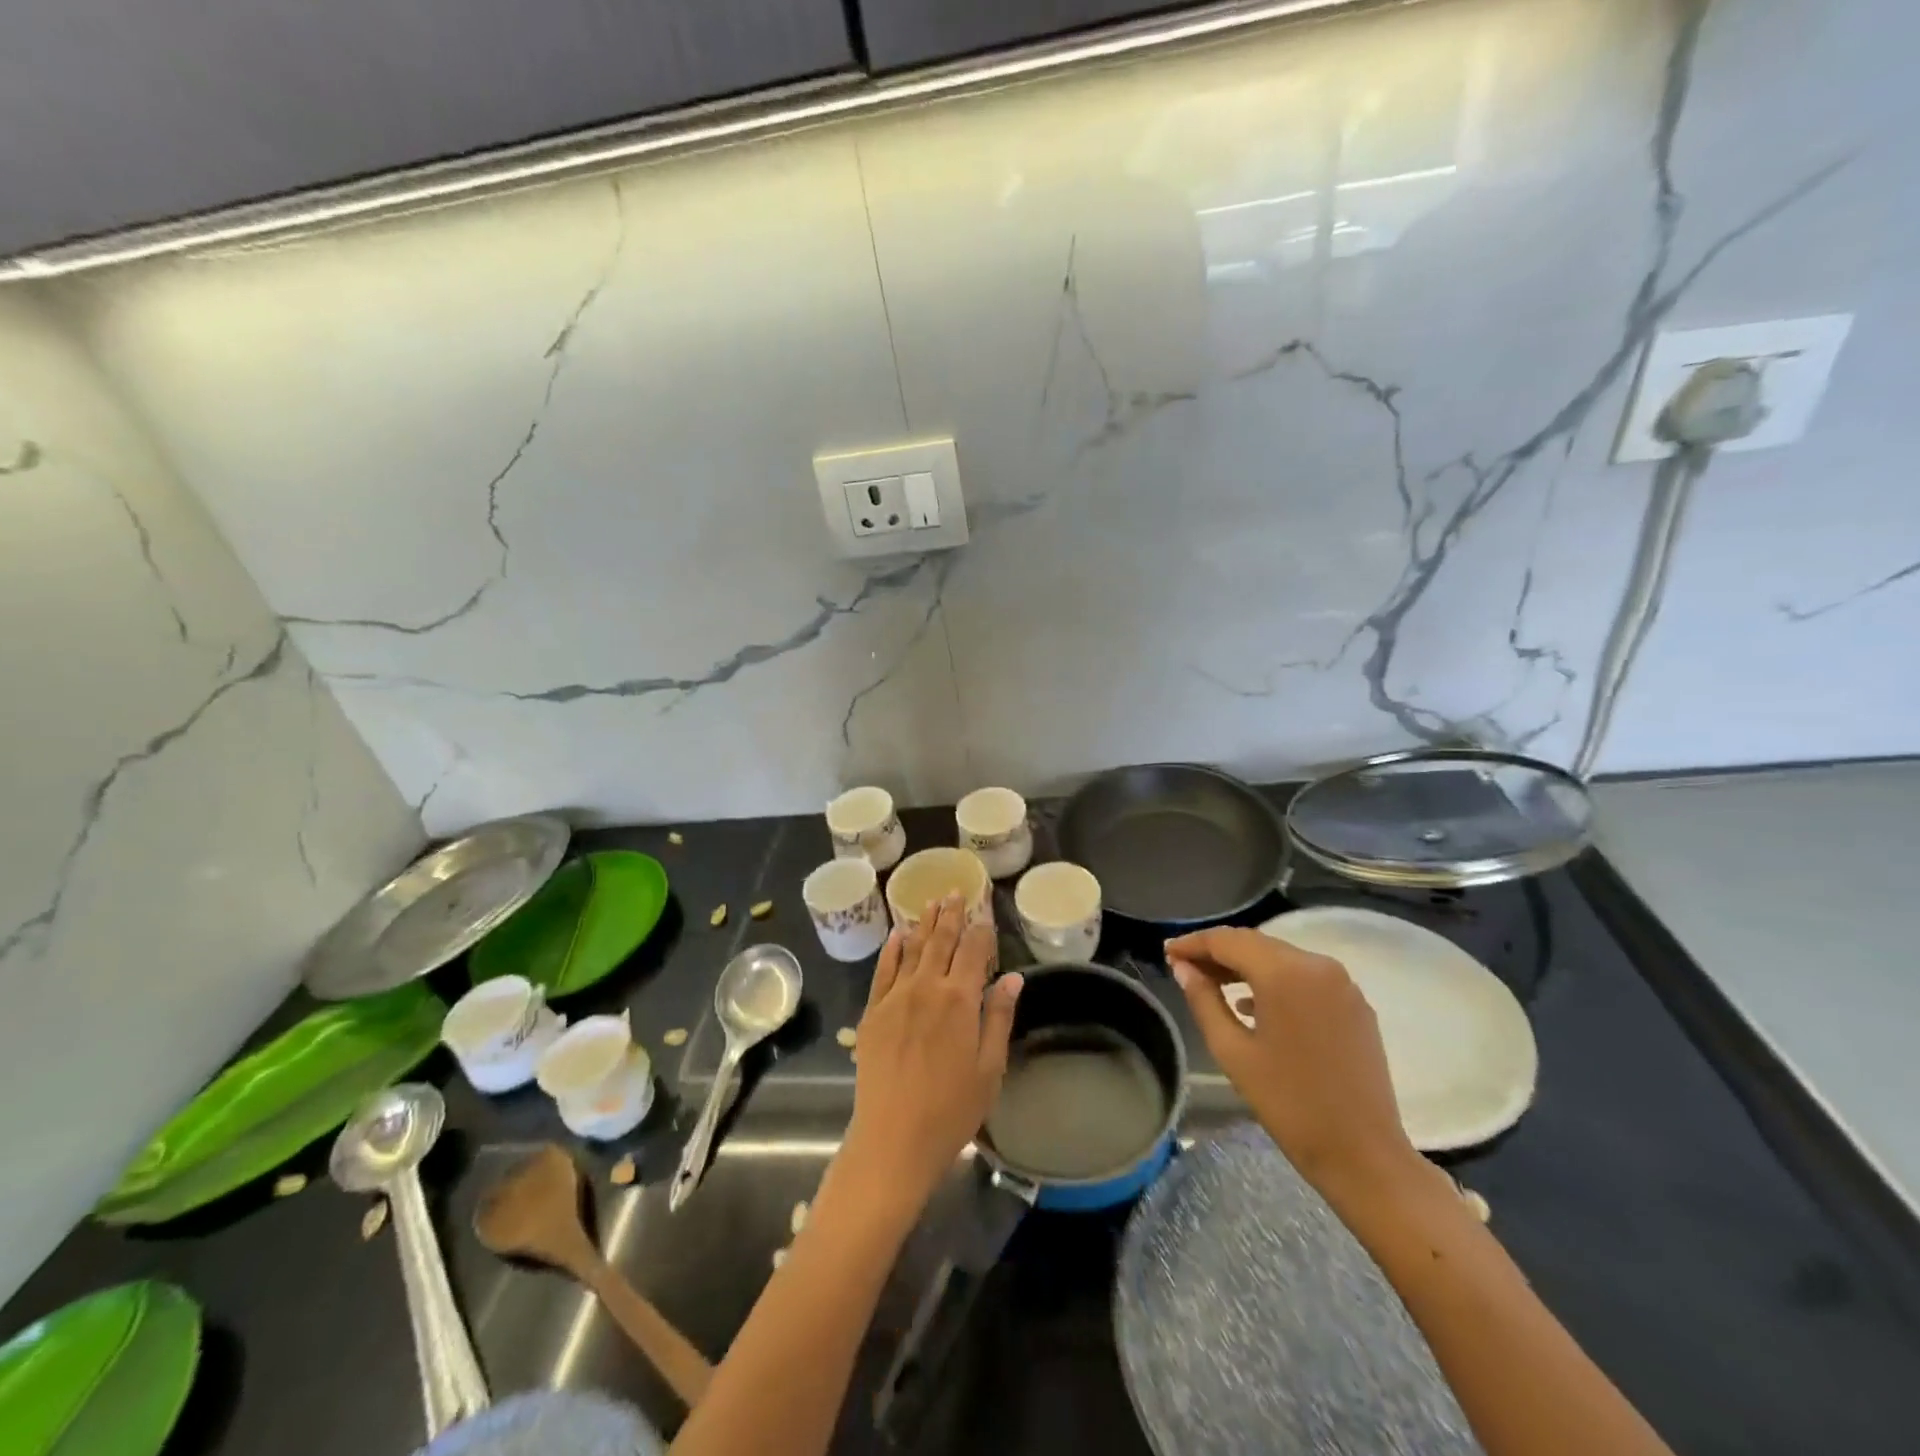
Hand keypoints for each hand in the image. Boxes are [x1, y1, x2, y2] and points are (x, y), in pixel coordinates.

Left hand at [837, 896, 1022, 1220]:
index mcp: (960, 999)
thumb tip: (1012, 976)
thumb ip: (999, 1017)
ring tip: (930, 902)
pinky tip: (897, 934)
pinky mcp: (872, 1011)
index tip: (985, 910)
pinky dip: (891, 948)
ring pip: (912, 948)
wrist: (894, 1138)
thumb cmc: (952, 1109)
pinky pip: (883, 970)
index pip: (974, 950)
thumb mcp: (990, 1067)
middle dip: (950, 913)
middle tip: (955, 891)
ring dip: (923, 923)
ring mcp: (895, 997)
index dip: (981, 927)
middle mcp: (927, 987)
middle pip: (941, 940)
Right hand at [1167, 926, 1436, 1208]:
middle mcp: (1317, 964)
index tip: (1167, 952)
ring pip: (1280, 957)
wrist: (1363, 1154)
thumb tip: (1183, 968)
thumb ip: (1203, 1000)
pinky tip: (1252, 1004)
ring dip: (1245, 965)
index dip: (1194, 943)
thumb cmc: (1289, 1104)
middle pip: (1255, 944)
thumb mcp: (1232, 1051)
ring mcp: (1341, 983)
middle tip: (1184, 966)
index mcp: (1285, 973)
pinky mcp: (1355, 1003)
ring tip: (1212, 984)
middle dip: (1217, 952)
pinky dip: (1274, 980)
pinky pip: (1304, 977)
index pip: (1228, 940)